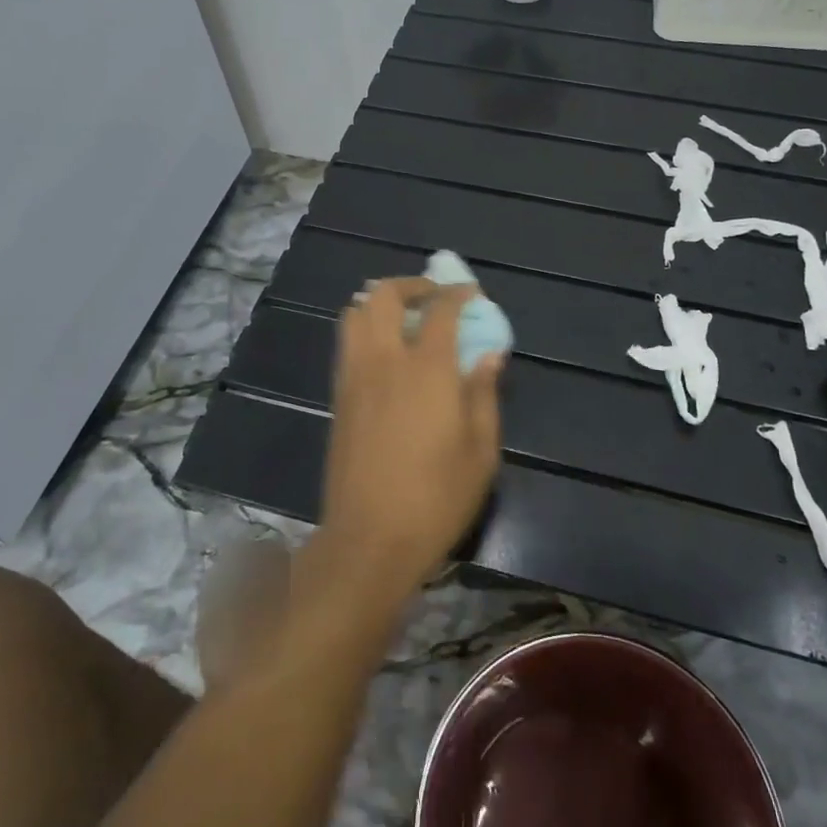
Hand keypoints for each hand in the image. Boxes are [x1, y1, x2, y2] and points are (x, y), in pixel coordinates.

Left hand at [321, 277, 504, 595]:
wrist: (369, 540)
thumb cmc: (436, 498)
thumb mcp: (480, 451)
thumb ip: (484, 395)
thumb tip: (489, 355)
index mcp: (426, 370)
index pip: (439, 309)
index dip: (457, 293)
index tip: (471, 294)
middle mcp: (384, 361)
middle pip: (384, 296)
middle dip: (411, 285)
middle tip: (434, 298)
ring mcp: (354, 377)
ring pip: (355, 314)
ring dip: (380, 303)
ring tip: (405, 319)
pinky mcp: (338, 398)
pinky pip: (347, 343)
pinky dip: (366, 330)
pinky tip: (387, 355)